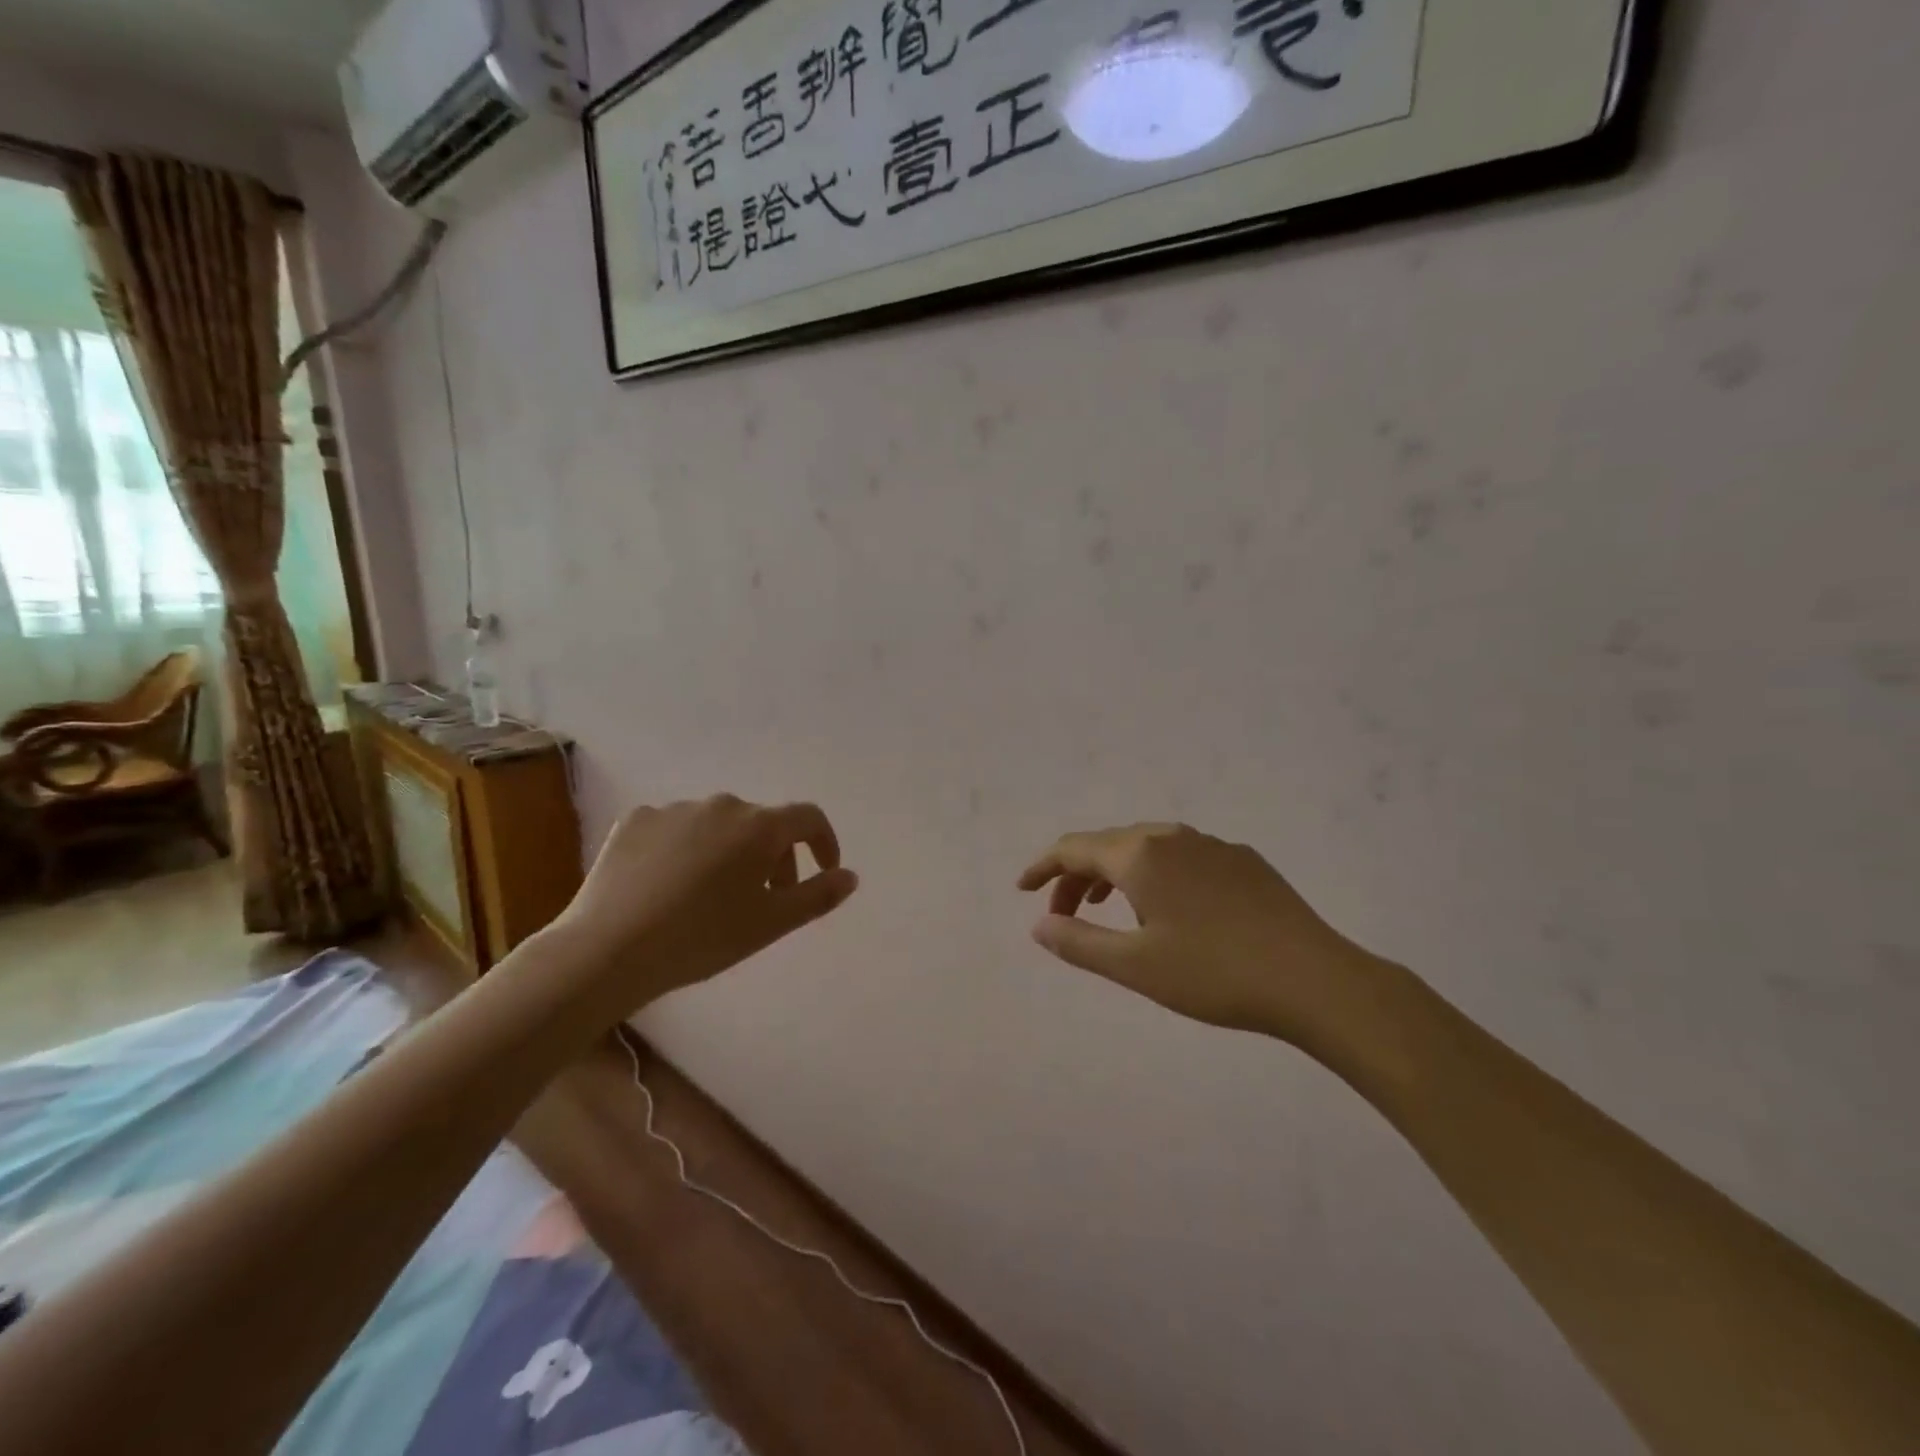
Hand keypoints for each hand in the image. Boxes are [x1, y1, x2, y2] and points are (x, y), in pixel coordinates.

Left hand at [543, 794, 857, 1016]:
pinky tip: (669, 885)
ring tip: (711, 896)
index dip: (824, 842)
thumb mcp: (770, 924)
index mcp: (759, 826)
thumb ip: (817, 895)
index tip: (824, 870)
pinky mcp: (636, 820)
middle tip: (765, 899)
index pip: (808, 818)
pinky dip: (685, 849)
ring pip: (718, 826)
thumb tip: (849, 875)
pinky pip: (676, 828)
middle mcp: (721, 805)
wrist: (608, 949)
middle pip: (762, 824)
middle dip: (774, 856)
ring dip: (729, 852)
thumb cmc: (702, 938)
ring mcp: (675, 809)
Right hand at [1017, 822, 1377, 1041]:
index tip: (1022, 889)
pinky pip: (1181, 856)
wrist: (1315, 980)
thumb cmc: (1214, 974)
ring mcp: (1212, 845)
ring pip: (1146, 848)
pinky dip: (1154, 874)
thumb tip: (1039, 925)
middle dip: (1077, 876)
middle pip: (1108, 845)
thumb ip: (1079, 942)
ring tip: (1107, 908)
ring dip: (1115, 873)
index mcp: (1141, 855)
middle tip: (1064, 916)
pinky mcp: (1243, 860)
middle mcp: (1172, 836)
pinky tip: (1169, 907)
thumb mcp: (1135, 967)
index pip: (1074, 847)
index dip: (1043, 867)